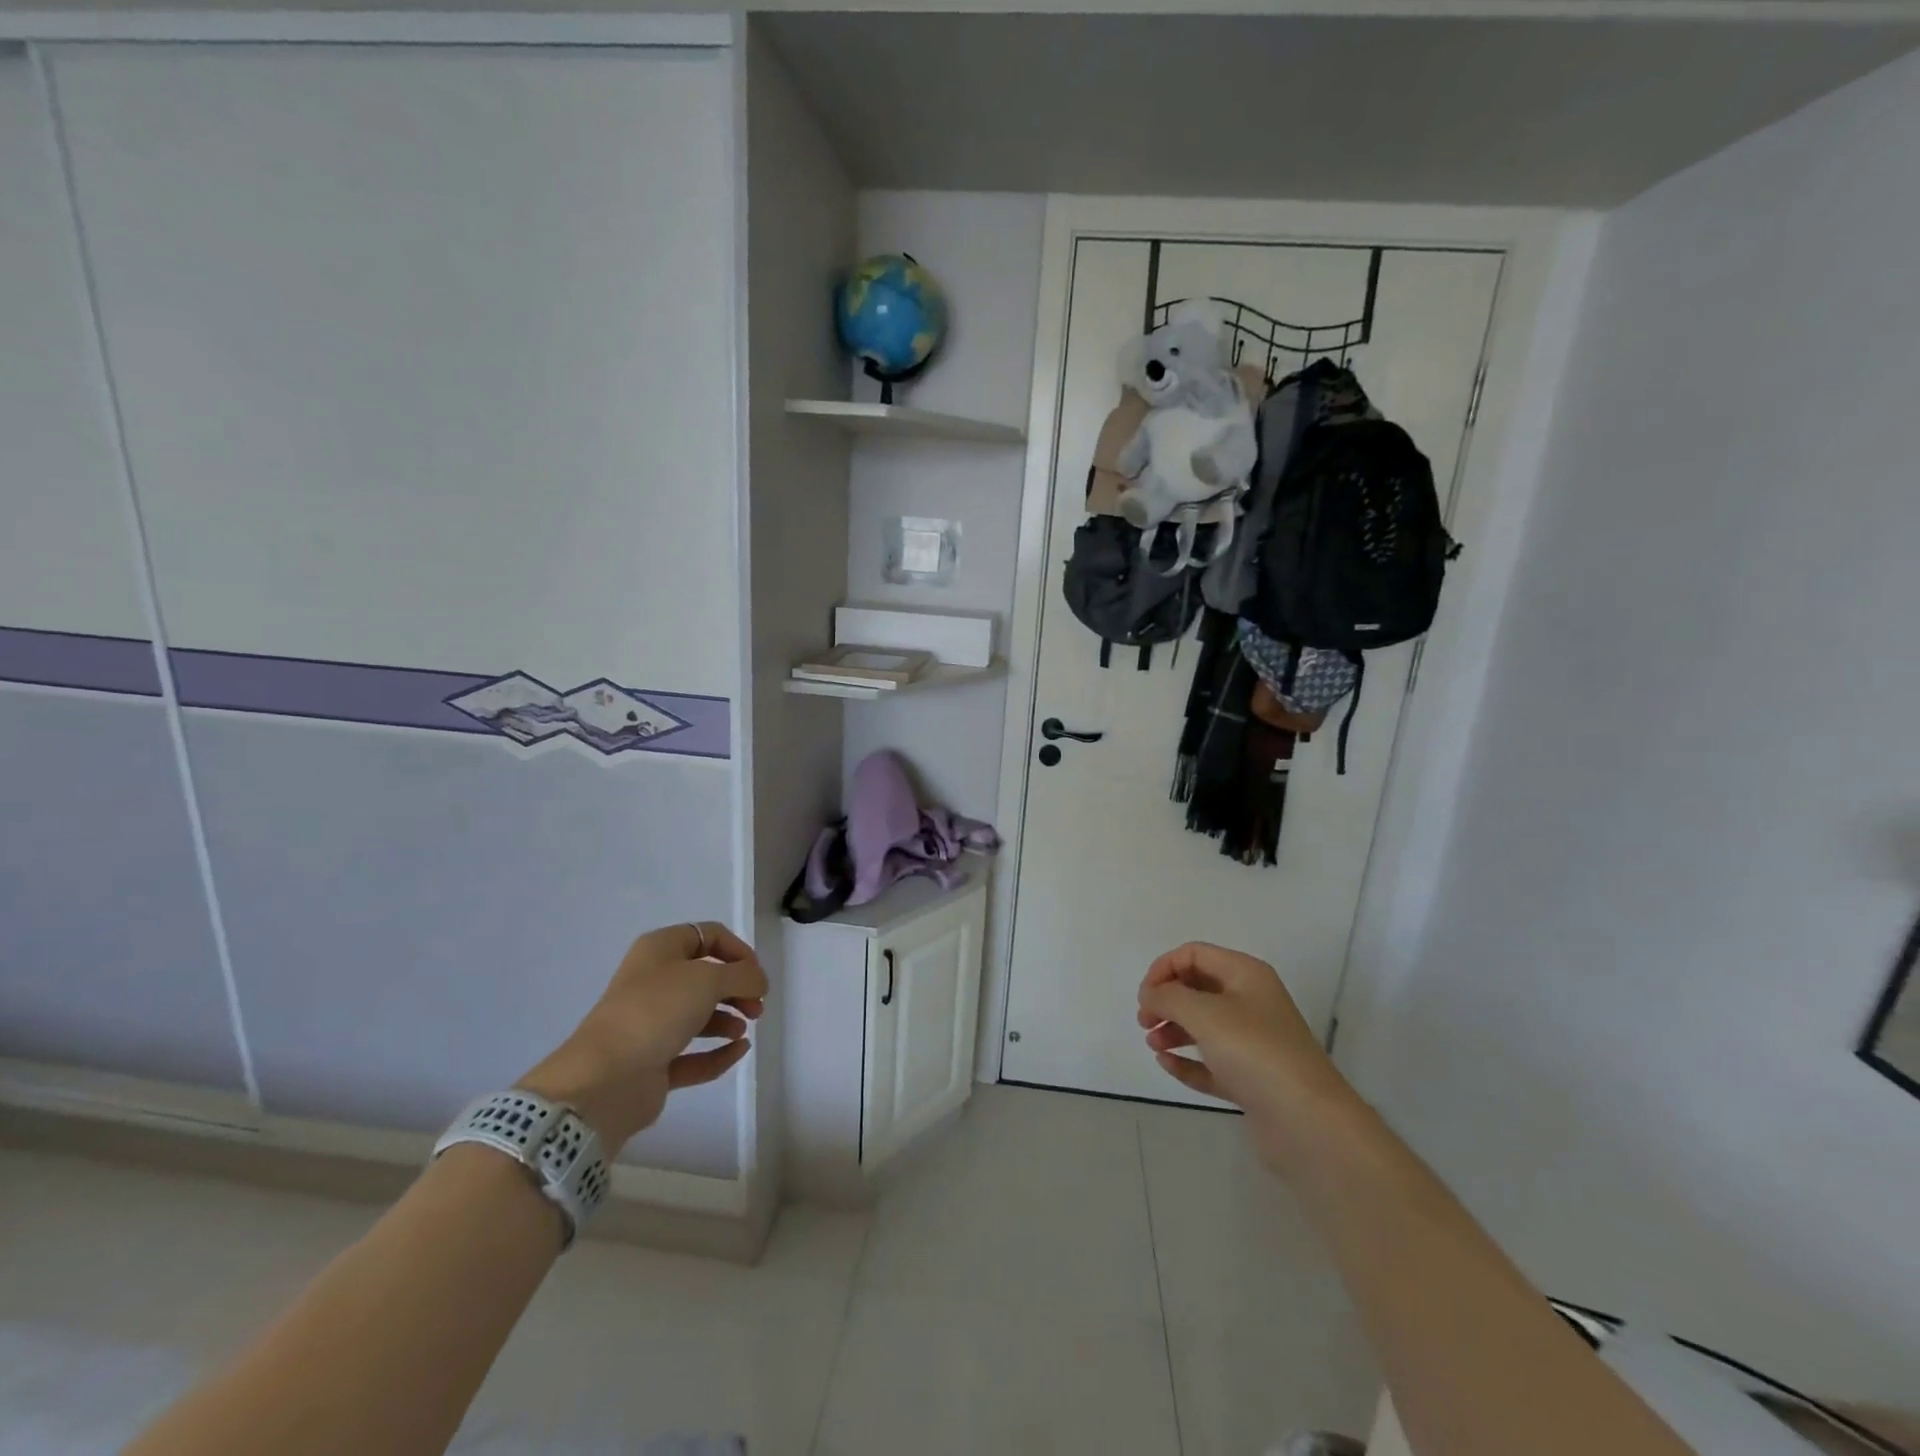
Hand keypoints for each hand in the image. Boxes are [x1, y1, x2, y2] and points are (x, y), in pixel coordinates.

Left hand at [519, 922, 767, 1148]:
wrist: (605, 1078)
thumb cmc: (656, 1011)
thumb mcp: (708, 979)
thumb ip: (743, 975)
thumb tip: (758, 982)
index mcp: (660, 950)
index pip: (708, 936)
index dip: (738, 950)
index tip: (756, 974)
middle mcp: (654, 982)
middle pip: (706, 977)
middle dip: (737, 988)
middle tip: (757, 1006)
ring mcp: (651, 1025)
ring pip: (698, 1015)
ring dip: (728, 1019)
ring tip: (745, 1029)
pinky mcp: (653, 1063)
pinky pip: (693, 1054)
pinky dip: (718, 1052)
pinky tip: (739, 1051)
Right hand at [1137, 943, 1360, 1174]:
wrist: (1307, 1121)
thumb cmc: (1255, 1052)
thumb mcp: (1204, 1013)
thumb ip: (1168, 996)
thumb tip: (1150, 994)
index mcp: (1246, 975)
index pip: (1195, 954)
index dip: (1164, 968)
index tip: (1144, 996)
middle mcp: (1251, 1002)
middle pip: (1198, 988)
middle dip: (1167, 1000)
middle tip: (1144, 1021)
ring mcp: (1252, 1043)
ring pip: (1203, 1026)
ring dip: (1173, 1030)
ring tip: (1152, 1044)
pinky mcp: (1250, 1079)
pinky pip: (1210, 1062)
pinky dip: (1187, 1061)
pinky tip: (1166, 1064)